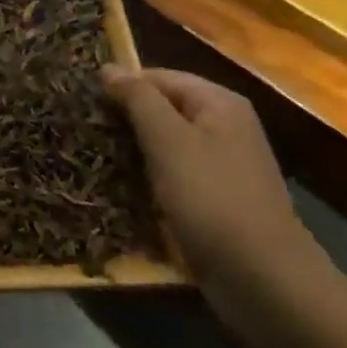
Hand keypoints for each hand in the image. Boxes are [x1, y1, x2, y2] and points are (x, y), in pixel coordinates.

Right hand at [103, 67, 310, 290]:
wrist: (263, 279)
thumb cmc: (212, 199)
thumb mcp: (169, 141)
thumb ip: (138, 99)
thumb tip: (108, 67)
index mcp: (218, 103)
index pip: (158, 77)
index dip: (121, 87)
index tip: (82, 105)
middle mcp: (225, 127)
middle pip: (163, 110)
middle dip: (125, 121)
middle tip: (83, 133)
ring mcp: (223, 166)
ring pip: (166, 146)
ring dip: (134, 153)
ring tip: (93, 161)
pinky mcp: (216, 201)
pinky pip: (175, 178)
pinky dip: (150, 181)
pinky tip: (122, 192)